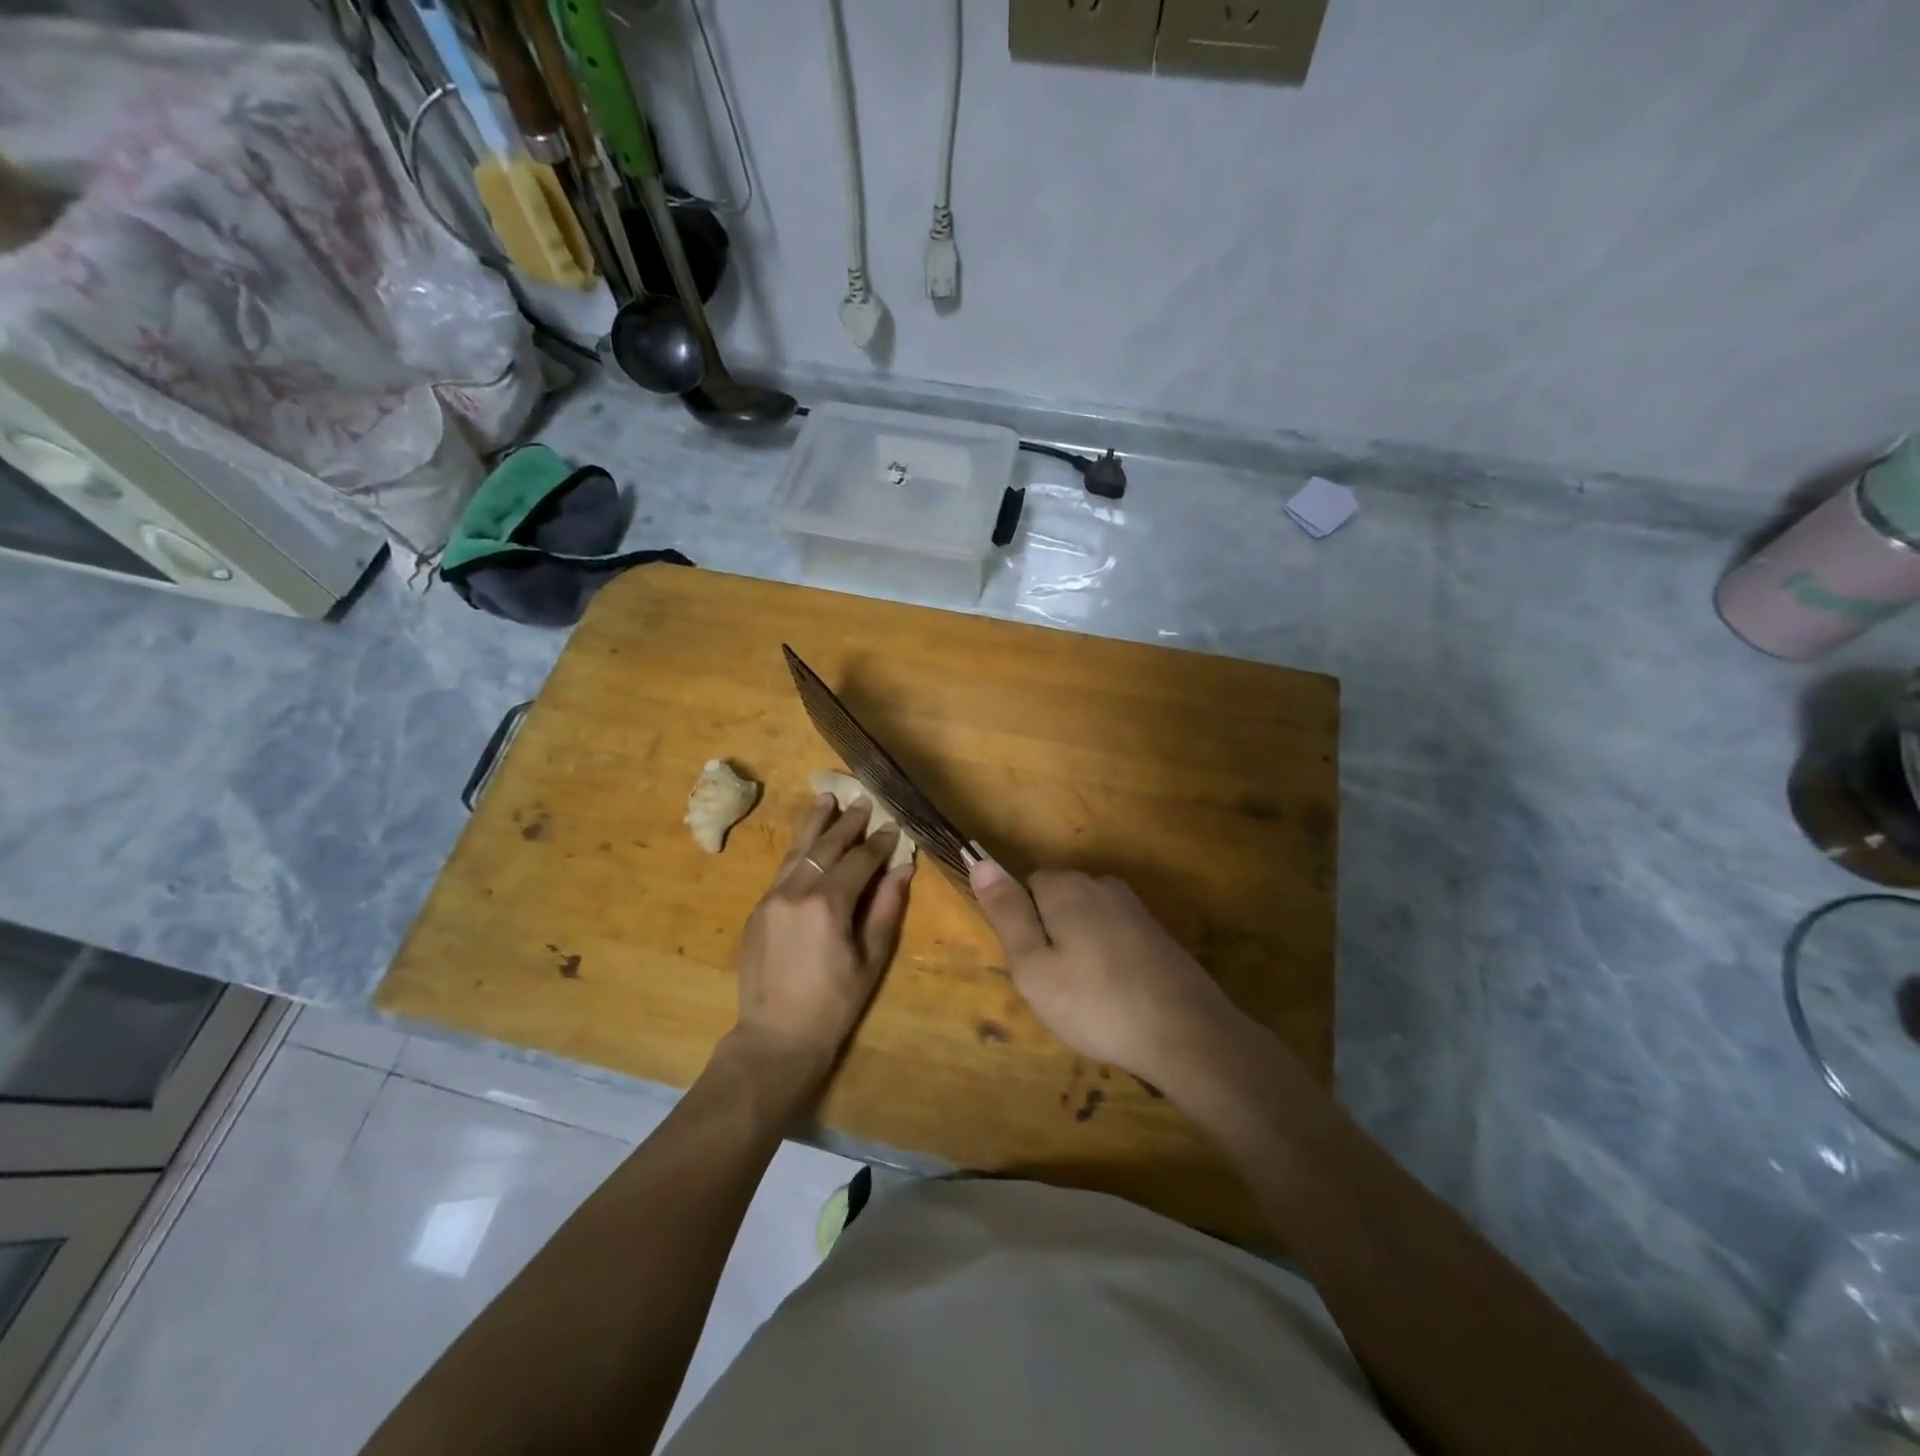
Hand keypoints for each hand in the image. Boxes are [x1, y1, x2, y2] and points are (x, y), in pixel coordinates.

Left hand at [730, 795, 913, 1094]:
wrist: (775, 1037)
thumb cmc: (833, 1004)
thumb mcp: (870, 959)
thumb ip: (886, 909)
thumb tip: (902, 869)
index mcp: (828, 905)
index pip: (859, 860)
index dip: (879, 842)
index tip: (893, 827)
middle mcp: (796, 891)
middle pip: (826, 846)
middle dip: (847, 822)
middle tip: (863, 802)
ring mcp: (772, 898)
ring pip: (797, 850)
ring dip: (815, 824)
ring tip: (827, 799)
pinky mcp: (758, 909)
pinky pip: (782, 870)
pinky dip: (798, 850)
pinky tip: (807, 841)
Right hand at [969, 862, 1241, 1094]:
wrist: (1185, 1032)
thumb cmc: (1095, 1003)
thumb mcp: (1033, 966)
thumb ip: (1007, 912)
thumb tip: (980, 861)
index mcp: (1066, 886)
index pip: (1026, 885)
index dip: (1023, 926)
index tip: (1032, 966)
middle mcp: (1100, 884)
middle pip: (1056, 900)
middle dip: (1050, 935)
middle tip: (1056, 987)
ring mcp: (1133, 907)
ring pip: (1085, 920)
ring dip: (1079, 948)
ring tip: (1086, 996)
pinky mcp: (1155, 931)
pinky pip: (1112, 935)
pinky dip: (1106, 958)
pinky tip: (1115, 995)